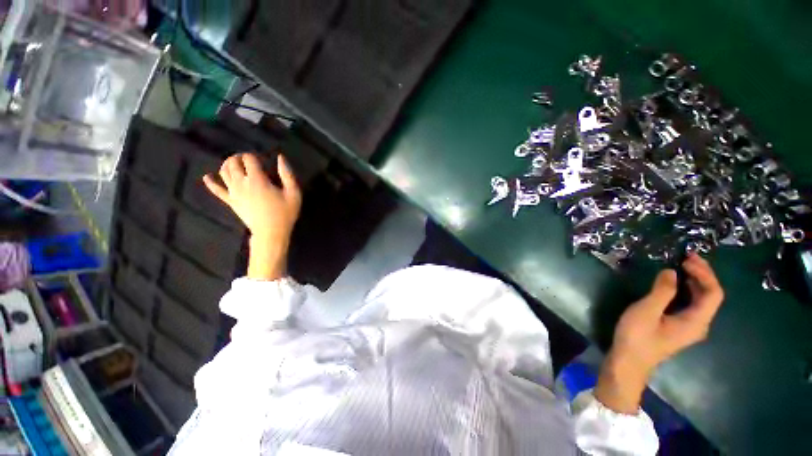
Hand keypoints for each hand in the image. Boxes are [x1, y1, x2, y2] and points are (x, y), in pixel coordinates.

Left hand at [203, 153, 301, 279]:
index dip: (255, 155)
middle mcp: (241, 183)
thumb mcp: (294, 193)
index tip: (263, 159)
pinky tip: (207, 177)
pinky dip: (211, 183)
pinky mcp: (230, 202)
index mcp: (257, 180)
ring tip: (235, 164)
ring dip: (228, 164)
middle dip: (239, 157)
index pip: (249, 159)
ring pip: (224, 173)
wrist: (271, 233)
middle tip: (248, 159)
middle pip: (233, 163)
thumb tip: (281, 158)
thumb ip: (287, 174)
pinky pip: (217, 191)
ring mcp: (233, 192)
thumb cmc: (285, 213)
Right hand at [595, 253, 723, 413]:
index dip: (705, 273)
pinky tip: (675, 284)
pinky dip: (687, 290)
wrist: (629, 361)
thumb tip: (672, 272)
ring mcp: (689, 327)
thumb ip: (662, 291)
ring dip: (695, 281)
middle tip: (686, 258)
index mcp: (696, 321)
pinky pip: (691, 305)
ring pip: (701, 300)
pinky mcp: (679, 327)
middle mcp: (699, 324)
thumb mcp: (647, 311)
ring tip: (681, 266)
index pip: (713, 293)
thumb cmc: (637, 337)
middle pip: (710, 296)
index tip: (686, 260)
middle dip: (702, 274)